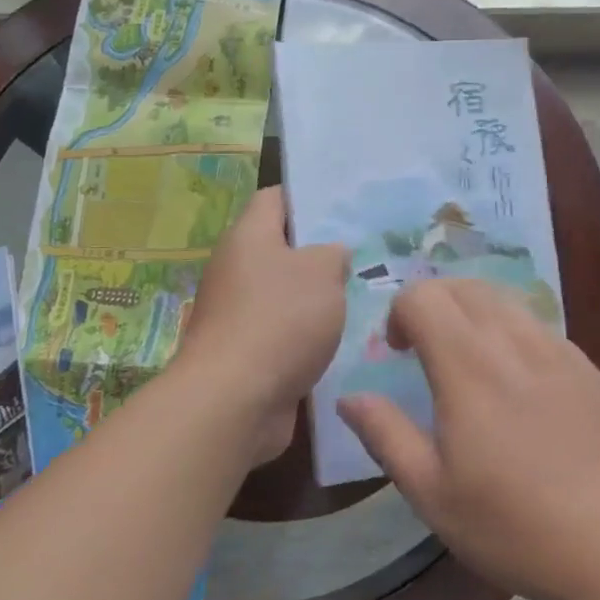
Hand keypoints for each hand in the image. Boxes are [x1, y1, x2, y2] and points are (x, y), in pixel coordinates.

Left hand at [174, 186, 347, 465]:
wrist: (234, 401)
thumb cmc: (280, 319)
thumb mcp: (322, 272)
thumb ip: (333, 254)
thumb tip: (332, 255)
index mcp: (248, 237)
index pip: (276, 198)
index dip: (308, 197)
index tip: (345, 207)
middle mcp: (236, 270)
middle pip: (281, 249)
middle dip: (321, 254)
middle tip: (366, 256)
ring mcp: (237, 314)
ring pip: (285, 295)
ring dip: (317, 300)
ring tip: (364, 299)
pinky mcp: (245, 354)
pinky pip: (283, 334)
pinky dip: (307, 337)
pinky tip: (344, 342)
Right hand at [339, 279, 599, 599]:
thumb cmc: (515, 524)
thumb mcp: (433, 493)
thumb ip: (386, 435)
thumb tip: (350, 398)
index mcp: (468, 365)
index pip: (422, 296)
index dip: (399, 313)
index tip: (398, 354)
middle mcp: (512, 340)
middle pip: (462, 286)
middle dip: (432, 304)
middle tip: (426, 351)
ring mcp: (556, 348)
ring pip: (503, 299)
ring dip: (472, 314)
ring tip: (469, 362)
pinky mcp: (586, 365)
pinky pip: (537, 325)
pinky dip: (510, 332)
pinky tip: (516, 383)